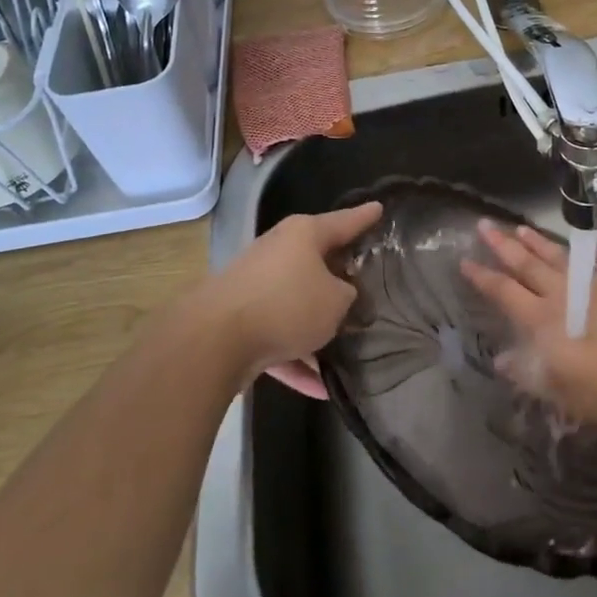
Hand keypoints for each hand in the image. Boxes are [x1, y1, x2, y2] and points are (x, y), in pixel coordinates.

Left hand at [204, 201, 382, 396]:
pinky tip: (321, 389)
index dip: (364, 217)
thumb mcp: (336, 301)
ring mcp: (257, 287)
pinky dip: (297, 360)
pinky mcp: (242, 321)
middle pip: (317, 262)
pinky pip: (278, 339)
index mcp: (303, 235)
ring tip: (349, 347)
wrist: (216, 338)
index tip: (379, 208)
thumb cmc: (287, 304)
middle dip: (340, 277)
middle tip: (368, 285)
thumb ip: (347, 296)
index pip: (343, 221)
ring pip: (297, 304)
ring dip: (318, 328)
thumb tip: (341, 296)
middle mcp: (279, 252)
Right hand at [461, 221, 596, 429]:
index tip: (465, 261)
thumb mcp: (559, 390)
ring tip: (521, 227)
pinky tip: (589, 247)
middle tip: (485, 224)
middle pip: (527, 265)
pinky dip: (595, 254)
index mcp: (542, 319)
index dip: (483, 277)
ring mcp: (596, 284)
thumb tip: (501, 360)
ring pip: (560, 258)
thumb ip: (528, 373)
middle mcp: (563, 294)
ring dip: (538, 243)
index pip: (504, 292)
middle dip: (503, 246)